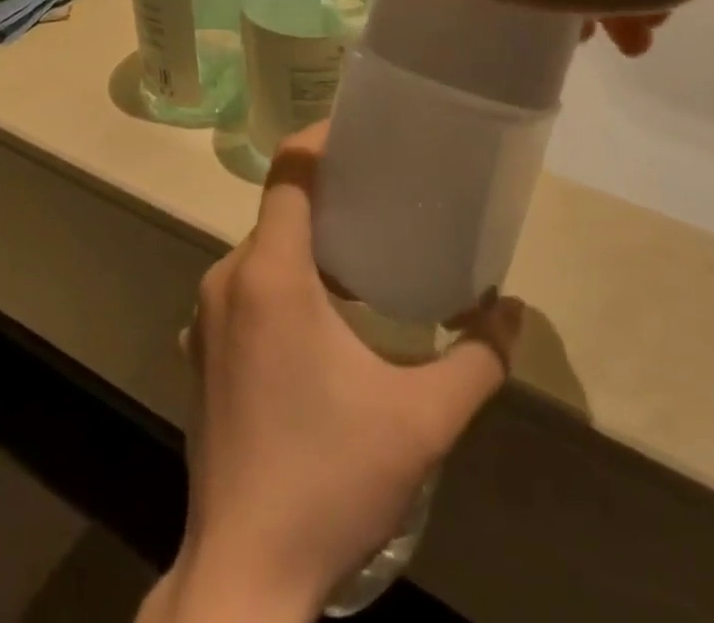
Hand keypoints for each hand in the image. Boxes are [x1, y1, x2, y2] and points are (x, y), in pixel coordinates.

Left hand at [142, 125, 521, 622]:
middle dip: (329, 195)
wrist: (244, 576)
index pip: (289, 170)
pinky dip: (283, 279)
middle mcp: (228, 279)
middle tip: (383, 198)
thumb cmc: (331, 479)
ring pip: (262, 250)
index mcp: (271, 273)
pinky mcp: (200, 352)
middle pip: (280, 208)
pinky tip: (322, 316)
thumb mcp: (423, 420)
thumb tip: (513, 309)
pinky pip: (245, 287)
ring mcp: (206, 317)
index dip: (322, 139)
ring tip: (362, 255)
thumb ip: (479, 358)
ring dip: (307, 242)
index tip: (363, 136)